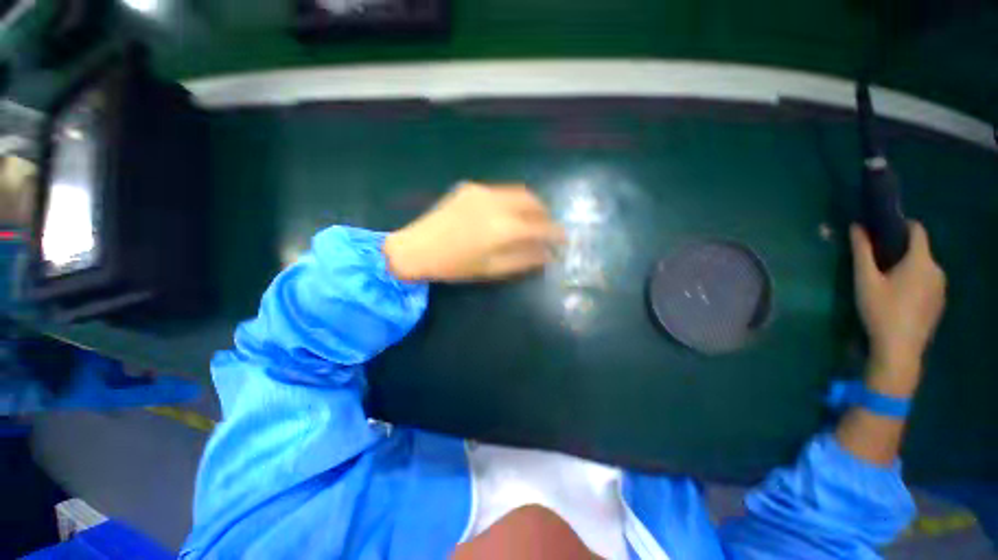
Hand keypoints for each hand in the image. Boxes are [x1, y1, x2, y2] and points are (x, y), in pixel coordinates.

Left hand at [384, 182, 564, 281]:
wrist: (416, 249)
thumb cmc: (455, 266)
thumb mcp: (493, 269)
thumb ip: (524, 260)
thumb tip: (547, 254)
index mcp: (504, 228)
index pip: (541, 227)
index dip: (556, 233)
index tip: (564, 239)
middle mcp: (497, 203)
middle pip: (533, 201)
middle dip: (545, 214)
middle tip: (547, 228)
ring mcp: (482, 191)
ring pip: (518, 192)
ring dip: (530, 205)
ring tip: (530, 220)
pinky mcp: (470, 187)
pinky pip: (500, 191)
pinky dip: (511, 201)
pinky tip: (505, 214)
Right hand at [850, 222, 945, 395]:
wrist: (899, 349)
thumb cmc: (881, 311)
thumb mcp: (866, 280)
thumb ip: (862, 252)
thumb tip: (856, 226)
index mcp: (921, 261)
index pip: (917, 230)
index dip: (902, 224)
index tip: (883, 228)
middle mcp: (937, 270)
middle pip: (920, 251)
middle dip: (900, 251)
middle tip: (877, 261)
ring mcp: (941, 289)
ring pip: (923, 268)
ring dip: (907, 268)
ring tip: (886, 281)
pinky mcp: (939, 303)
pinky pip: (927, 283)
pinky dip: (914, 282)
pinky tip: (898, 298)